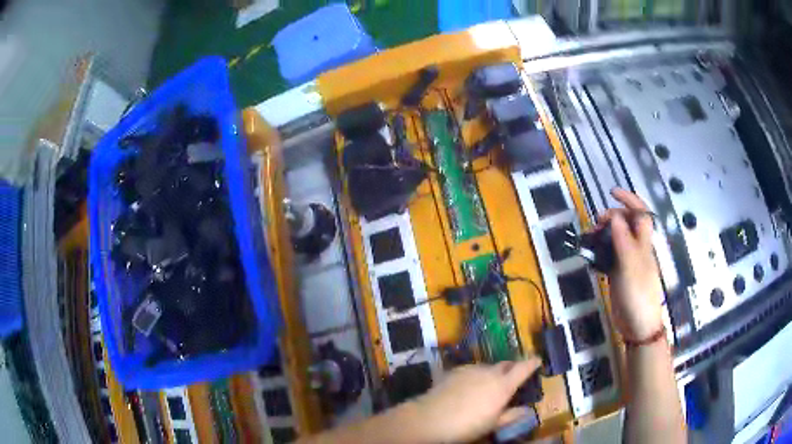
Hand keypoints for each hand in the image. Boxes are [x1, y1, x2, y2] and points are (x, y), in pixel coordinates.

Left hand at [412, 358, 540, 442]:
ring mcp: (470, 369)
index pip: (523, 368)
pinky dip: (475, 376)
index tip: (537, 360)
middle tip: (512, 378)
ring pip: (487, 367)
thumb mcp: (493, 424)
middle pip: (505, 365)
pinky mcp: (454, 371)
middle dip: (511, 369)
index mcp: (504, 385)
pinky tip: (467, 389)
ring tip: (487, 388)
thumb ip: (512, 415)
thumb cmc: (467, 426)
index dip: (532, 363)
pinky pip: (471, 370)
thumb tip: (527, 410)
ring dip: (492, 374)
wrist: (431, 418)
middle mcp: (489, 372)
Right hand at [596, 188, 663, 340]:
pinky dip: (601, 252)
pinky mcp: (619, 273)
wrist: (638, 325)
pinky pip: (610, 256)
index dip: (629, 199)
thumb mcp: (630, 266)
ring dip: (605, 233)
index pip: (640, 213)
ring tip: (591, 238)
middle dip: (612, 217)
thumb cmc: (638, 295)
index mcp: (644, 243)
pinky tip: (593, 256)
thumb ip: (623, 241)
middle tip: (596, 223)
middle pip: (627, 223)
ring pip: (617, 238)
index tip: (612, 192)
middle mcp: (637, 248)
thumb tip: (614, 216)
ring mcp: (628, 261)